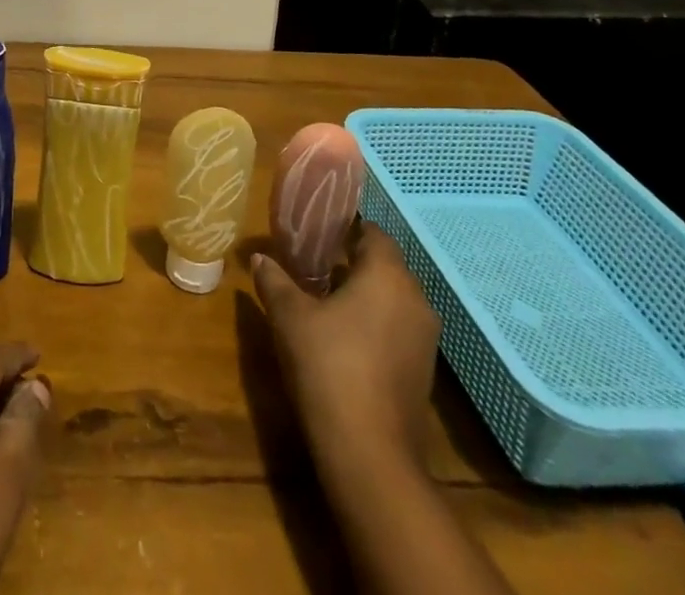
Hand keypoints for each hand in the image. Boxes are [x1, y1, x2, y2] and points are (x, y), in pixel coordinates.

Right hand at [252, 221, 441, 486]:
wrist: (370, 454)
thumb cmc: (328, 366)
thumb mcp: (289, 316)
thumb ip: (274, 279)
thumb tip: (258, 257)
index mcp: (388, 275)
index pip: (374, 233)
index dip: (346, 229)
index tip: (317, 234)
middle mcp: (416, 299)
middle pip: (385, 266)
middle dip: (352, 262)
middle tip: (313, 264)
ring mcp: (425, 339)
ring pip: (393, 299)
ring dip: (365, 295)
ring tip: (325, 300)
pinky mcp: (424, 371)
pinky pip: (398, 329)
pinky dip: (375, 324)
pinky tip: (344, 338)